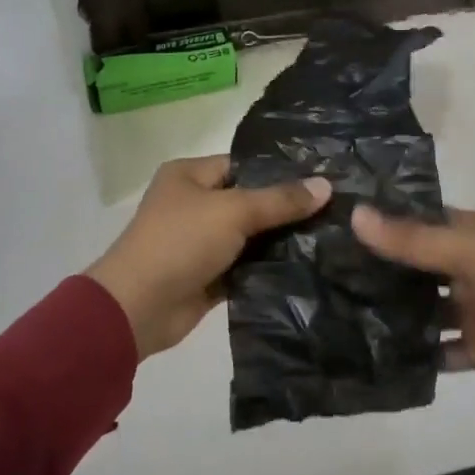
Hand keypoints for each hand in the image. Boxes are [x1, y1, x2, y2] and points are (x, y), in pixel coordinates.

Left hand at [87, 156, 331, 360]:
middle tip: (336, 210)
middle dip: (286, 209)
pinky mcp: (208, 276)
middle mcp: (193, 204)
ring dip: (280, 242)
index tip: (323, 179)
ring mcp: (200, 242)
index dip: (280, 172)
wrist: (138, 307)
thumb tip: (326, 185)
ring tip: (330, 237)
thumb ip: (280, 200)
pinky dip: (268, 269)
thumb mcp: (233, 211)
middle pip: (249, 202)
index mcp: (189, 175)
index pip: (243, 166)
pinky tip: (307, 267)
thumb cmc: (180, 242)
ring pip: (249, 237)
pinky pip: (245, 267)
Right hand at [352, 205, 474, 452]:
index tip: (334, 223)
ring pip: (423, 309)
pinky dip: (416, 353)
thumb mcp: (468, 252)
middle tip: (323, 271)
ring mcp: (472, 309)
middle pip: (416, 266)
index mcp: (470, 233)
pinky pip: (439, 350)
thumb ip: (411, 240)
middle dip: (379, 269)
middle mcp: (467, 267)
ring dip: (394, 312)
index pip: (418, 220)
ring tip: (338, 313)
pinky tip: (375, 355)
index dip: (383, 220)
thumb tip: (354, 215)